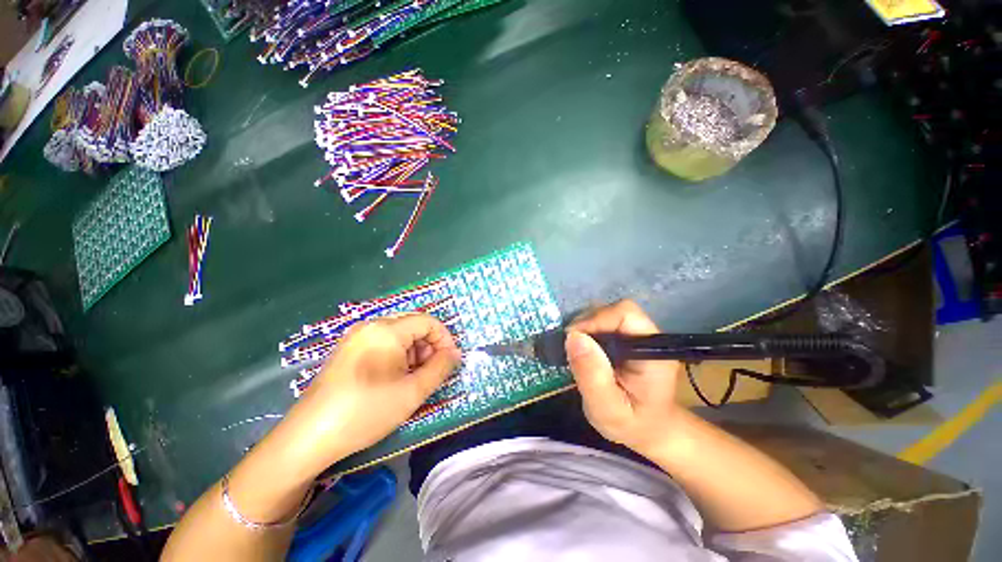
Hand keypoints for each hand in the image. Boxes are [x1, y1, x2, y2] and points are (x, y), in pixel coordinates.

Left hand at [280, 314, 461, 474]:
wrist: (309, 437)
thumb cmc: (366, 411)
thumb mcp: (412, 392)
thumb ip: (441, 368)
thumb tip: (455, 354)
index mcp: (387, 329)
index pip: (428, 321)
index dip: (445, 339)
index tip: (450, 362)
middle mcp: (370, 325)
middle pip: (413, 324)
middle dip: (429, 345)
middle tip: (431, 371)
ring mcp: (356, 336)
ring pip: (398, 333)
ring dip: (413, 351)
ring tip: (412, 377)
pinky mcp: (347, 349)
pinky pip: (382, 342)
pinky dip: (396, 354)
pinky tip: (393, 377)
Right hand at [566, 300, 684, 457]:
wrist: (648, 431)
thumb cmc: (632, 425)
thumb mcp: (607, 409)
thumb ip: (592, 376)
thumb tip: (573, 336)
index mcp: (653, 352)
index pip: (626, 314)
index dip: (596, 319)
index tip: (572, 338)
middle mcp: (648, 337)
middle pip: (614, 311)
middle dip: (587, 324)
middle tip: (569, 347)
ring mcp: (637, 335)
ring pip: (606, 314)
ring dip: (585, 327)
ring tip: (573, 350)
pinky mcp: (626, 338)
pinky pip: (602, 323)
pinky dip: (586, 332)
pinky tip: (581, 350)